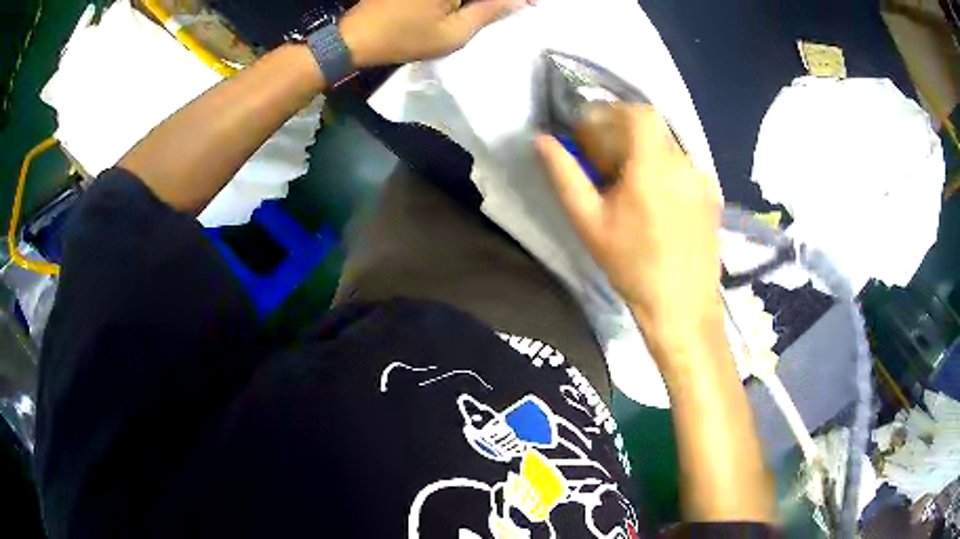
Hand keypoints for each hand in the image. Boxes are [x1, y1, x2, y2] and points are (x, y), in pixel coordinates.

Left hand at [340, 0, 528, 67]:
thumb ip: (489, 11)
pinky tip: (467, 8)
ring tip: (494, 10)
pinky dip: (463, 1)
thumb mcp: (454, 33)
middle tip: (515, 6)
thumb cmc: (405, 38)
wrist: (356, 37)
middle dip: (498, 0)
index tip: (530, 4)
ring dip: (477, 2)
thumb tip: (519, 0)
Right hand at [536, 105, 724, 351]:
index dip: (616, 112)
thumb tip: (541, 141)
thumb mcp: (589, 222)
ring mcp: (703, 181)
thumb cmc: (631, 265)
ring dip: (648, 155)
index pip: (640, 113)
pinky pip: (686, 169)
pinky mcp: (713, 197)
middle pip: (655, 130)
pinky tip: (658, 204)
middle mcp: (684, 164)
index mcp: (653, 166)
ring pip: (671, 149)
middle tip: (607, 163)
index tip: (596, 129)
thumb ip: (565, 175)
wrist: (681, 305)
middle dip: (627, 136)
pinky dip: (667, 172)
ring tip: (633, 187)